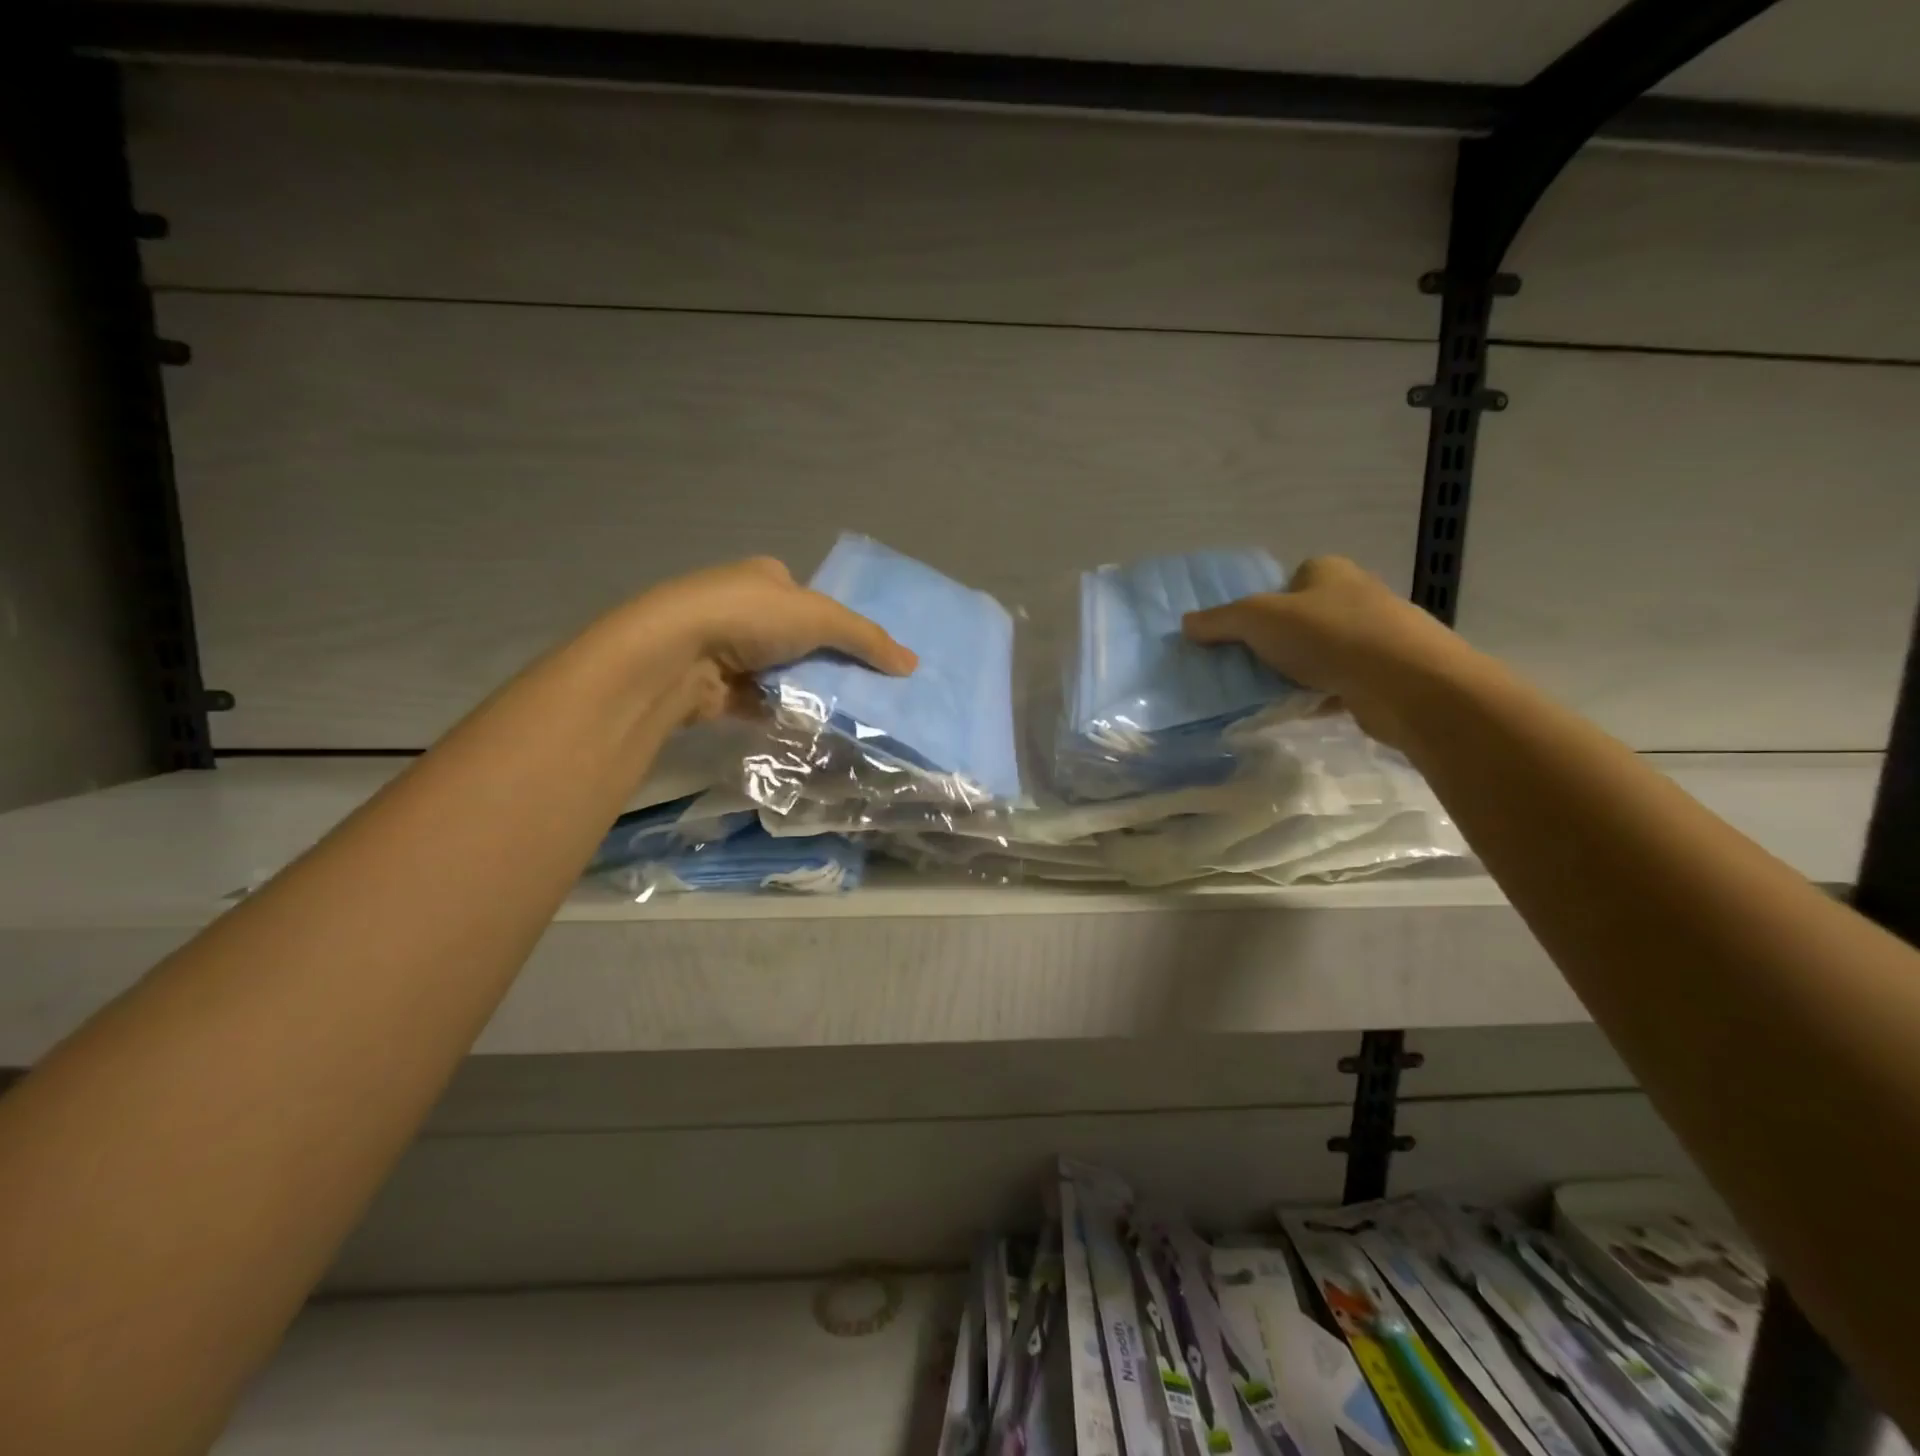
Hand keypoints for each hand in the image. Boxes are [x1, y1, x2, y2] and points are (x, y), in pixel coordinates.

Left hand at [623, 557, 916, 721]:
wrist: (676, 656)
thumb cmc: (749, 618)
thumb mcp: (820, 618)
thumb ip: (867, 639)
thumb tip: (912, 663)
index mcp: (765, 578)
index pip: (812, 600)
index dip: (839, 624)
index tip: (868, 654)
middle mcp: (743, 609)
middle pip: (799, 640)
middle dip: (827, 662)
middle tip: (866, 688)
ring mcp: (727, 650)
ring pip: (782, 673)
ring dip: (807, 690)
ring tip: (849, 712)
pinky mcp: (718, 688)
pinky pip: (763, 701)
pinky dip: (784, 712)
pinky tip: (814, 727)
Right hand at [1181, 556, 1478, 744]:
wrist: (1405, 683)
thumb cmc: (1328, 635)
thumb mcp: (1257, 619)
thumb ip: (1219, 621)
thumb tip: (1186, 624)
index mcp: (1327, 571)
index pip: (1287, 580)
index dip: (1260, 603)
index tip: (1239, 632)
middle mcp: (1354, 597)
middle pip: (1299, 618)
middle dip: (1272, 641)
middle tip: (1240, 664)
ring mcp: (1373, 637)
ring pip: (1317, 653)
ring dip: (1292, 671)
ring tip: (1260, 691)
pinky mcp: (1381, 675)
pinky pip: (1334, 683)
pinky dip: (1312, 696)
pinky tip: (1290, 710)